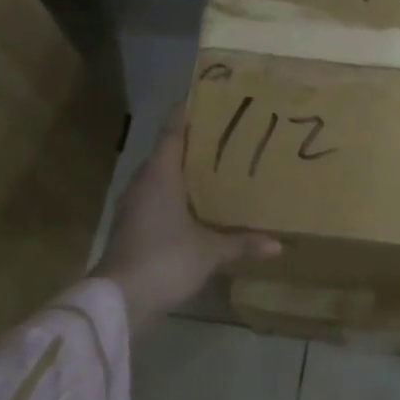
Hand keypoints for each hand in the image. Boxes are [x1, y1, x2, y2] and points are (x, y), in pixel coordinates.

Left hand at [93, 105, 280, 333]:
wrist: (120, 301)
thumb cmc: (165, 260)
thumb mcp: (210, 251)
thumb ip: (242, 243)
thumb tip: (279, 245)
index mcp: (160, 175)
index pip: (172, 132)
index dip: (185, 113)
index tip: (204, 98)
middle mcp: (143, 182)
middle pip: (166, 152)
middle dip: (191, 143)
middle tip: (223, 135)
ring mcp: (133, 205)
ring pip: (159, 176)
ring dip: (182, 170)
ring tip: (214, 167)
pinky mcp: (131, 226)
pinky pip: (156, 197)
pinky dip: (174, 194)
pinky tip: (195, 205)